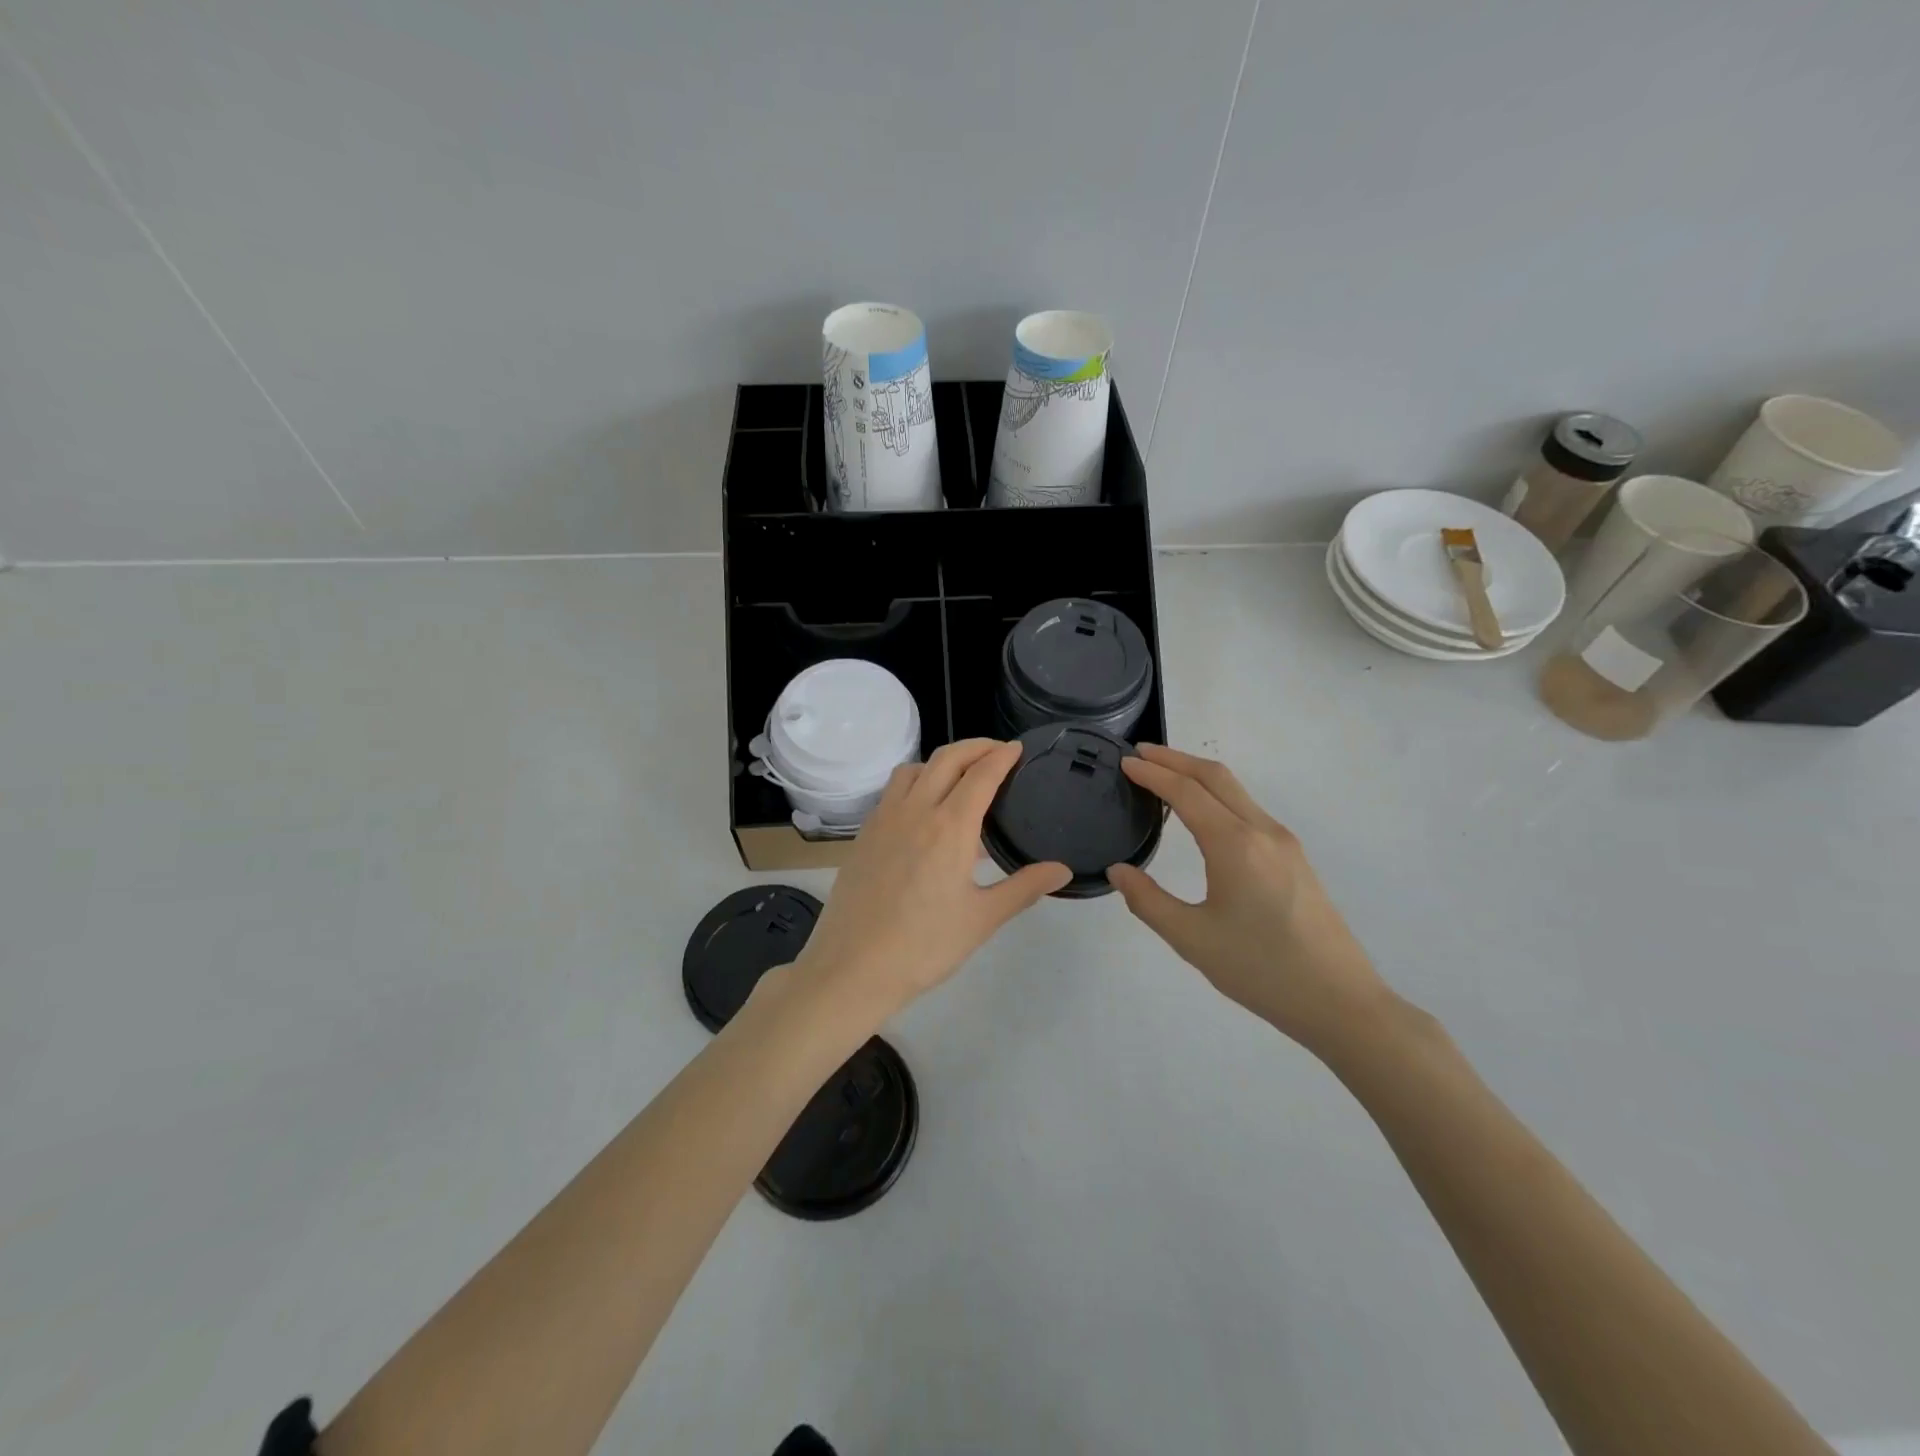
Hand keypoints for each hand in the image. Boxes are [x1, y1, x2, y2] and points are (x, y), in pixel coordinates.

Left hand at [790, 739, 1070, 1025]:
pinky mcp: (864, 834)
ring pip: (914, 769)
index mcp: (950, 827)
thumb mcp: (982, 919)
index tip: (1017, 748)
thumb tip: (1062, 870)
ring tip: (960, 776)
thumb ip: (1024, 887)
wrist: (852, 967)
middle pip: (947, 759)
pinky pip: (893, 790)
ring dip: (941, 761)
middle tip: (997, 751)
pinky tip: (923, 809)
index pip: (981, 775)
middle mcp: (915, 811)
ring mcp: (884, 819)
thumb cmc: (924, 946)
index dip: (1002, 756)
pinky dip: (915, 781)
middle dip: (975, 747)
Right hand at [1108, 744, 1388, 1053]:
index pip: (1186, 792)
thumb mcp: (1192, 940)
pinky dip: (1218, 796)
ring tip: (1165, 777)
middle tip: (1140, 754)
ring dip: (1198, 775)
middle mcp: (1262, 831)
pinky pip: (1249, 810)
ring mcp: (1284, 843)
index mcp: (1235, 845)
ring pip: (1236, 791)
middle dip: (1176, 759)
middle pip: (1216, 777)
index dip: (1153, 773)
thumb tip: (1118, 871)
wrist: (1341, 1002)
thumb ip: (1148, 901)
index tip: (1125, 761)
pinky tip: (1203, 814)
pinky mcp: (1295, 859)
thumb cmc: (1261, 970)